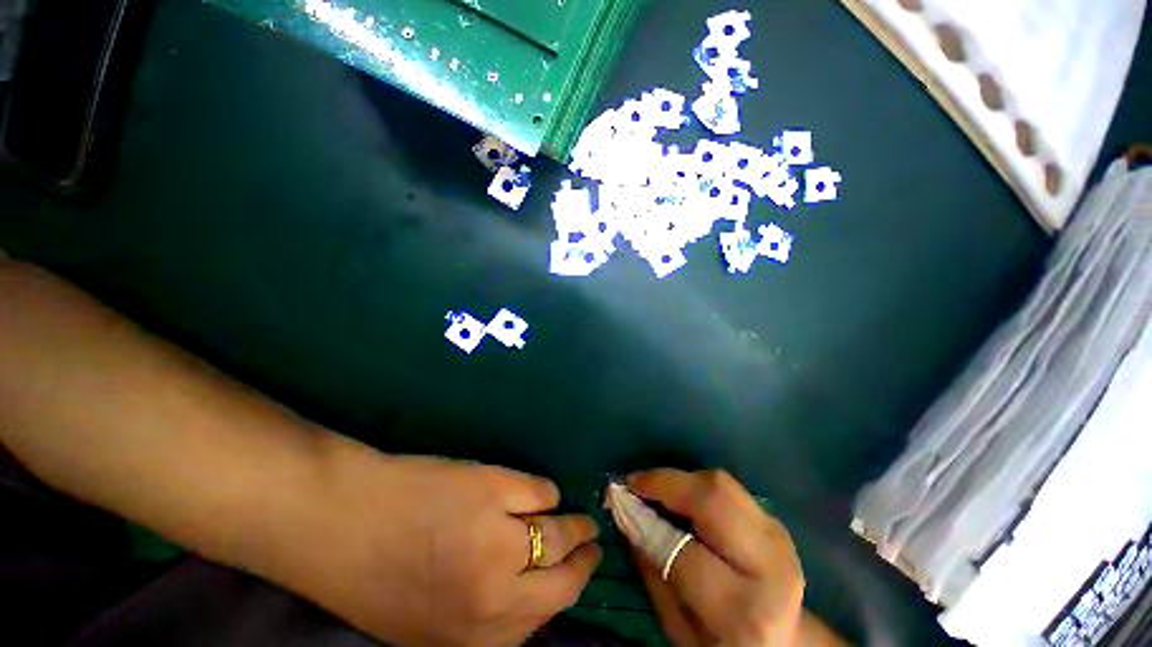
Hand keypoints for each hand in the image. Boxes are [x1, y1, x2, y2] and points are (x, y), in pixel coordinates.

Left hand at [268, 435, 601, 645]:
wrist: (342, 521)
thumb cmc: (378, 574)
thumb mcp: (427, 626)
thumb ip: (480, 622)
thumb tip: (528, 599)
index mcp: (474, 636)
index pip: (545, 617)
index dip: (567, 593)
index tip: (578, 577)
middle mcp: (494, 596)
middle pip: (564, 580)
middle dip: (584, 562)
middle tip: (593, 546)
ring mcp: (497, 538)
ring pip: (559, 532)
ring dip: (575, 524)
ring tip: (581, 518)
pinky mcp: (495, 489)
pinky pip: (541, 491)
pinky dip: (545, 492)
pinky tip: (538, 492)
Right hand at [625, 469, 805, 646]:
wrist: (782, 643)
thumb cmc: (719, 642)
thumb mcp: (677, 623)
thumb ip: (651, 565)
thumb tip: (625, 511)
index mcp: (742, 610)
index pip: (683, 551)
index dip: (645, 520)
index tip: (618, 499)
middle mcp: (768, 566)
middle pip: (713, 498)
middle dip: (666, 483)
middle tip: (636, 483)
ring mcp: (778, 537)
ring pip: (721, 484)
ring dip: (681, 481)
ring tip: (655, 490)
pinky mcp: (774, 521)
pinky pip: (728, 488)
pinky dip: (697, 485)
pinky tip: (681, 497)